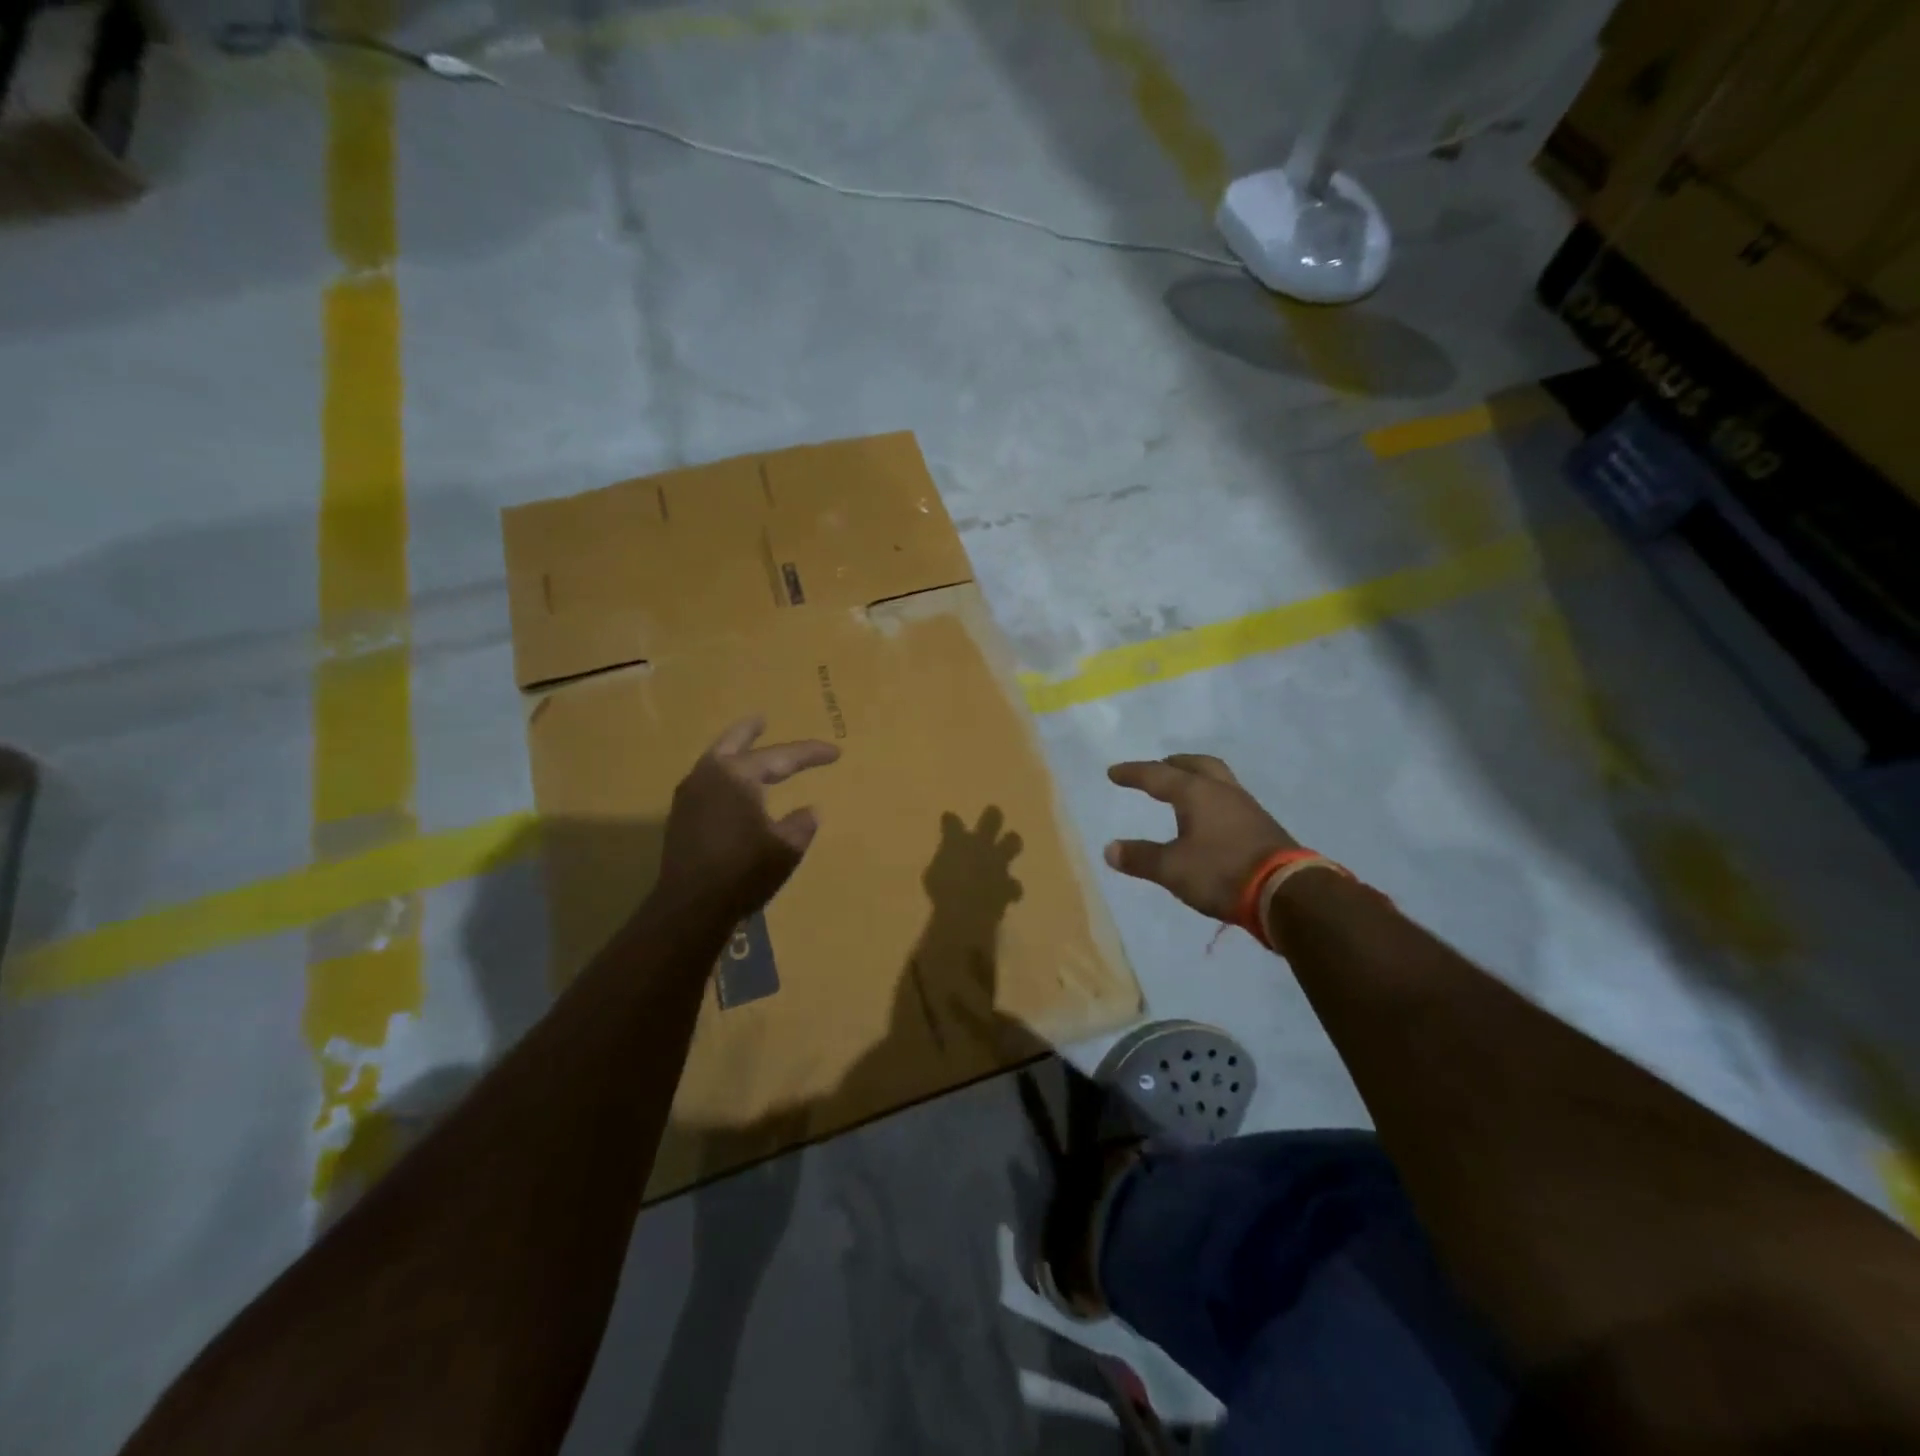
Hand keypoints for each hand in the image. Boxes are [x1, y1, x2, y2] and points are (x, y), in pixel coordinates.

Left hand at [656, 716, 839, 919]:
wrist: (692, 907)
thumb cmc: (744, 872)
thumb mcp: (786, 848)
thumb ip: (801, 824)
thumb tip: (810, 810)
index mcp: (738, 775)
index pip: (782, 757)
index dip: (811, 754)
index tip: (836, 752)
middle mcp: (710, 775)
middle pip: (733, 742)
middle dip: (750, 731)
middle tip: (763, 719)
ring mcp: (690, 795)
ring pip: (715, 761)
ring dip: (733, 752)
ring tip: (746, 749)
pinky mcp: (681, 817)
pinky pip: (706, 782)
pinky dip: (723, 776)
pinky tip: (731, 788)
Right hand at [1104, 755, 1297, 921]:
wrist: (1286, 893)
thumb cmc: (1222, 872)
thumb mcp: (1172, 869)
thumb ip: (1140, 858)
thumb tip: (1110, 849)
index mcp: (1197, 793)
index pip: (1158, 776)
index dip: (1134, 773)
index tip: (1114, 772)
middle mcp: (1223, 792)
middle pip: (1198, 765)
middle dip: (1175, 764)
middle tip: (1159, 767)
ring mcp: (1248, 808)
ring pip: (1219, 780)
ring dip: (1198, 779)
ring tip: (1183, 791)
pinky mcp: (1263, 827)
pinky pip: (1231, 800)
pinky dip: (1213, 800)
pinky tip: (1210, 819)